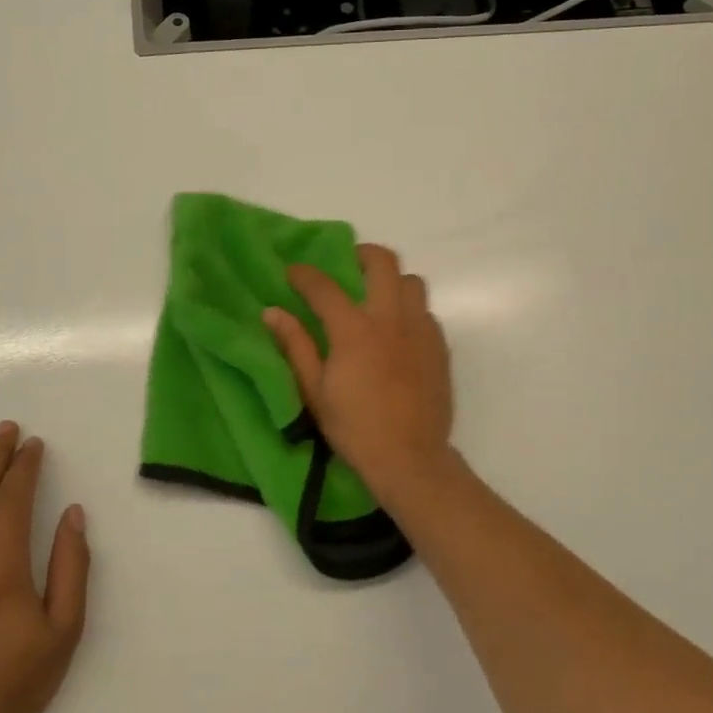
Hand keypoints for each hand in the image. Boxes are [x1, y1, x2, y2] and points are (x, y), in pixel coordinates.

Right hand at [263, 243, 462, 510]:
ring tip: (377, 299)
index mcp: (354, 330)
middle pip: (383, 262)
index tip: (293, 273)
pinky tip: (398, 333)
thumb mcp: (315, 391)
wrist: (411, 458)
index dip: (304, 274)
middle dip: (362, 254)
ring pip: (412, 281)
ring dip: (392, 281)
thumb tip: (272, 312)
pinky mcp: (439, 346)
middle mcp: (390, 318)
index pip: (324, 287)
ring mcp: (420, 330)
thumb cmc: (355, 428)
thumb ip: (295, 346)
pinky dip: (410, 311)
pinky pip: (426, 312)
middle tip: (348, 267)